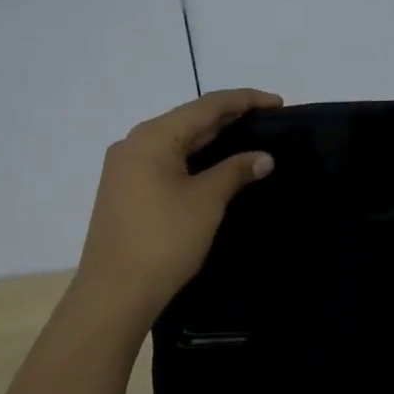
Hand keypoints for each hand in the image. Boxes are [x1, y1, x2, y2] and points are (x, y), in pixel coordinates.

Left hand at [75, 89, 281, 323]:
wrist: (115, 293)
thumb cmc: (163, 240)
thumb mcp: (206, 201)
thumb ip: (235, 171)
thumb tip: (264, 156)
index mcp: (152, 137)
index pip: (206, 106)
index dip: (245, 100)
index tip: (279, 103)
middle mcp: (134, 144)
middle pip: (190, 120)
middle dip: (230, 119)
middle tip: (270, 122)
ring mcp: (127, 169)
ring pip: (178, 143)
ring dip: (213, 140)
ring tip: (250, 139)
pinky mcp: (127, 191)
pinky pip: (168, 162)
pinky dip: (196, 160)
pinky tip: (218, 167)